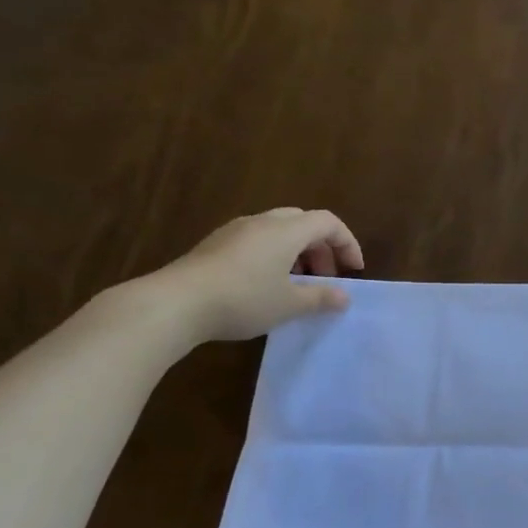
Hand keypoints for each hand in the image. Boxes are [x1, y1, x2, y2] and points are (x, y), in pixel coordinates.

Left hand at [148, 207, 364, 344]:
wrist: (174, 304)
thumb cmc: (243, 299)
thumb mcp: (289, 305)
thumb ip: (321, 298)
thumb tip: (344, 297)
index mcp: (286, 230)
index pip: (328, 222)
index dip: (347, 243)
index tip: (353, 271)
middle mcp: (262, 222)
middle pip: (302, 222)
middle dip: (321, 248)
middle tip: (326, 277)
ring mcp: (234, 232)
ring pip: (277, 231)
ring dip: (296, 253)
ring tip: (297, 285)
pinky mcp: (214, 246)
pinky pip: (255, 241)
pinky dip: (272, 256)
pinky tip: (265, 286)